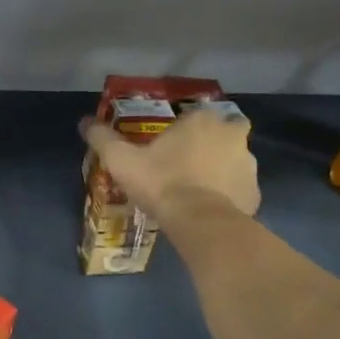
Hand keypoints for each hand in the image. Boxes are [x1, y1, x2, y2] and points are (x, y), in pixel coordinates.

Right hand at [83, 106, 260, 220]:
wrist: (199, 222)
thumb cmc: (161, 182)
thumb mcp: (121, 160)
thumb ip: (103, 139)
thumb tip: (84, 122)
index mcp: (203, 120)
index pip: (195, 116)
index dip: (182, 131)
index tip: (167, 148)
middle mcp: (233, 135)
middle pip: (221, 135)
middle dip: (208, 146)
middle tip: (185, 167)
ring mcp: (249, 165)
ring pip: (233, 162)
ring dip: (219, 171)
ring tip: (195, 192)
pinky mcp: (255, 194)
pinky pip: (239, 190)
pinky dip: (227, 196)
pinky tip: (207, 210)